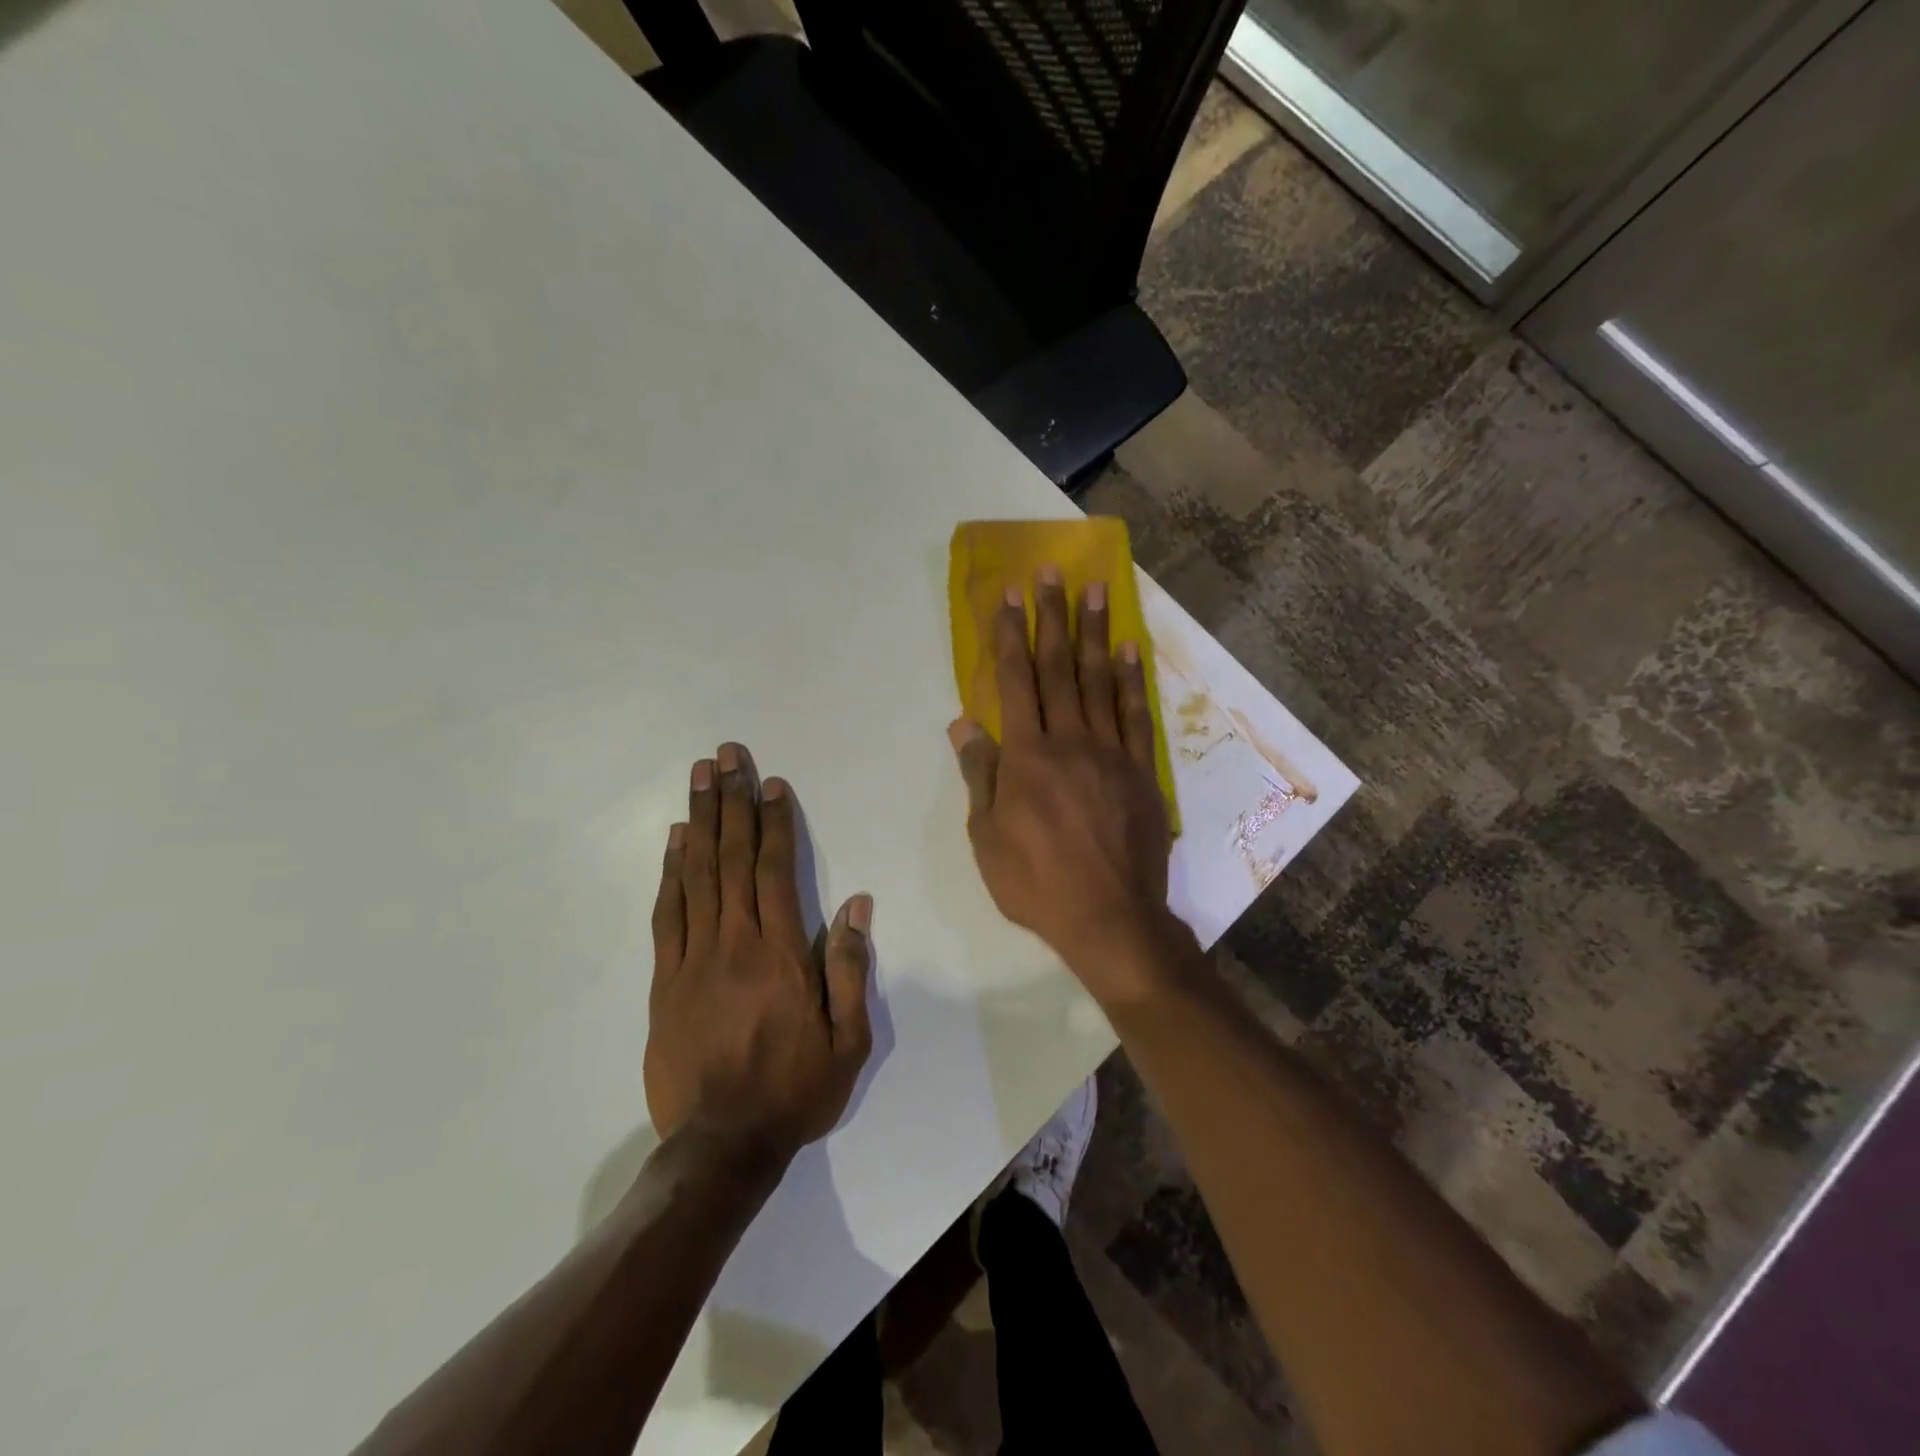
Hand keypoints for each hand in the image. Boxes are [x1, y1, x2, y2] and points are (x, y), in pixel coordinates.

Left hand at [645, 743, 874, 1157]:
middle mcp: (734, 944)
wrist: (720, 1146)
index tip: (770, 782)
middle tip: (725, 755)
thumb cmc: (795, 1090)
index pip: (776, 871)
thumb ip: (849, 968)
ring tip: (699, 778)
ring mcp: (692, 960)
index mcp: (780, 955)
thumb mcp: (847, 1040)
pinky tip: (675, 841)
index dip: (775, 822)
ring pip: (696, 876)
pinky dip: (670, 873)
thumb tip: (855, 905)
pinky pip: (667, 915)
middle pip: (732, 858)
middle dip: (731, 802)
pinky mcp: (663, 982)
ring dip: (699, 821)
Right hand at [948, 568, 1177, 1002]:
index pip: (1015, 682)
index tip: (1009, 595)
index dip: (1010, 636)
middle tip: (1052, 572)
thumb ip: (980, 774)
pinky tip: (1129, 650)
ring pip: (1100, 681)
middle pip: (1059, 668)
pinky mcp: (1141, 771)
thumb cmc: (1036, 882)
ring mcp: (1110, 753)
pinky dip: (1132, 680)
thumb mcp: (988, 837)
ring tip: (1095, 591)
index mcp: (1027, 757)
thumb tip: (964, 723)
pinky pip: (1136, 715)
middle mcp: (1069, 741)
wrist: (1110, 917)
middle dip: (1052, 618)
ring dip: (1094, 633)